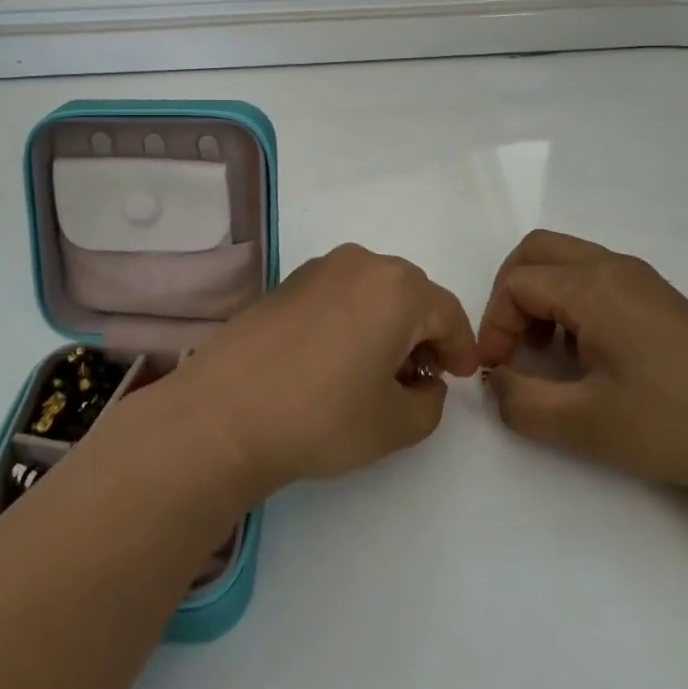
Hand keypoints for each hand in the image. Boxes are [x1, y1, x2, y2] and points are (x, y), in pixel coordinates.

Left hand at [174, 245, 478, 498]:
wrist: (226, 412)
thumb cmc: (323, 416)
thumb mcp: (396, 425)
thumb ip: (430, 402)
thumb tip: (424, 382)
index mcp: (397, 289)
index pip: (447, 313)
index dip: (461, 347)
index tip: (461, 377)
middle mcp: (361, 263)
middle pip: (411, 294)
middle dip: (424, 332)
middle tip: (420, 377)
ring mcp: (319, 268)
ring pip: (373, 290)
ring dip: (387, 323)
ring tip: (377, 370)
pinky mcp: (287, 282)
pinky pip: (339, 293)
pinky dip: (353, 317)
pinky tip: (338, 357)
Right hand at [477, 231, 687, 502]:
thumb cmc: (671, 427)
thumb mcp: (580, 425)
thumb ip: (518, 401)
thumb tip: (494, 380)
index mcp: (594, 287)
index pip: (516, 284)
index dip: (494, 325)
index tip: (497, 372)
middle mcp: (615, 267)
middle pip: (536, 251)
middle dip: (508, 293)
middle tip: (510, 345)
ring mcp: (642, 280)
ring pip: (566, 260)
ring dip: (539, 296)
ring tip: (545, 353)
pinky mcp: (660, 298)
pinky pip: (594, 277)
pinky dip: (569, 300)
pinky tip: (585, 353)